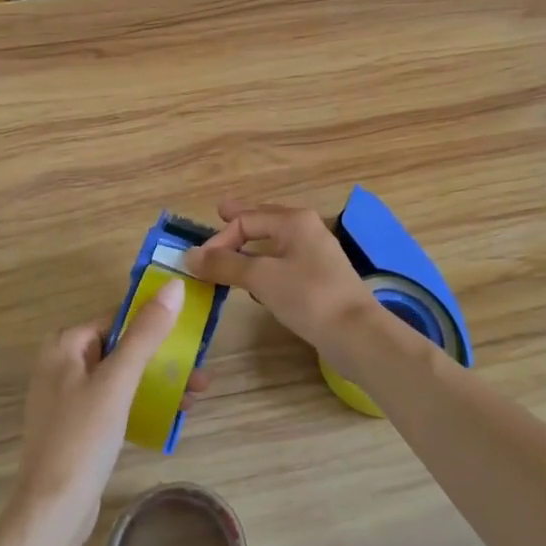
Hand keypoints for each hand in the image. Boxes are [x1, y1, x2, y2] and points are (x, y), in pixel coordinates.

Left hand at [14, 279, 201, 543]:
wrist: (52, 510)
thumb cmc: (83, 437)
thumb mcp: (118, 381)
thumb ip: (145, 333)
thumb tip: (173, 285)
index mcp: (64, 346)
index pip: (116, 319)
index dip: (154, 323)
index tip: (191, 333)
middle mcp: (61, 365)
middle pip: (122, 348)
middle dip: (163, 358)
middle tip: (200, 372)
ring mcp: (68, 398)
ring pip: (122, 376)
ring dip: (159, 381)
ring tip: (196, 395)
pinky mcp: (77, 426)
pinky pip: (116, 402)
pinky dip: (142, 403)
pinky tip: (172, 415)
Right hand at [184, 201, 385, 357]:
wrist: (356, 333)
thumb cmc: (307, 296)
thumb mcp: (261, 277)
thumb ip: (225, 264)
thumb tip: (189, 255)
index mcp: (294, 220)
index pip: (246, 219)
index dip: (220, 238)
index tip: (200, 262)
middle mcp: (306, 230)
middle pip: (265, 220)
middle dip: (241, 221)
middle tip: (220, 212)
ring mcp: (316, 254)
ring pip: (275, 242)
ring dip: (252, 245)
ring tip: (233, 247)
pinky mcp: (319, 279)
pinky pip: (284, 262)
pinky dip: (266, 265)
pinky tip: (257, 280)